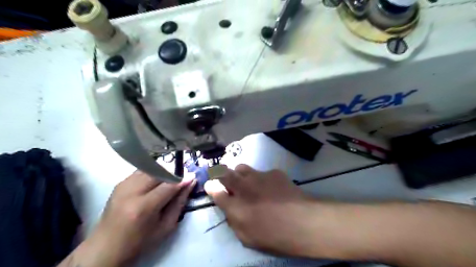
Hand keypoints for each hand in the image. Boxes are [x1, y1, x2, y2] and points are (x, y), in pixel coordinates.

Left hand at [61, 172, 194, 265]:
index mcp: (143, 207)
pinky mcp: (119, 183)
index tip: (193, 176)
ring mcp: (123, 185)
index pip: (168, 185)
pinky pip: (141, 171)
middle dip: (172, 174)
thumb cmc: (140, 241)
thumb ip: (179, 202)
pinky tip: (154, 183)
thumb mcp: (165, 226)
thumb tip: (190, 183)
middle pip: (159, 172)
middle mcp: (131, 192)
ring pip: (150, 168)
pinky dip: (152, 173)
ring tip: (167, 181)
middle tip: (180, 180)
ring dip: (162, 172)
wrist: (106, 247)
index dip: (182, 179)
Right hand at [203, 165, 315, 256]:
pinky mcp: (273, 172)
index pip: (215, 191)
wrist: (302, 221)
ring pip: (242, 168)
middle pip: (224, 173)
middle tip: (223, 177)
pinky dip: (262, 178)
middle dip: (220, 173)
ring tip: (247, 181)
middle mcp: (243, 187)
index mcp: (234, 206)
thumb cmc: (274, 236)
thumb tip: (229, 209)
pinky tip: (273, 187)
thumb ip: (234, 221)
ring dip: (240, 174)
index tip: (210, 185)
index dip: (211, 187)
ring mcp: (258, 176)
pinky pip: (262, 172)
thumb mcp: (247, 238)